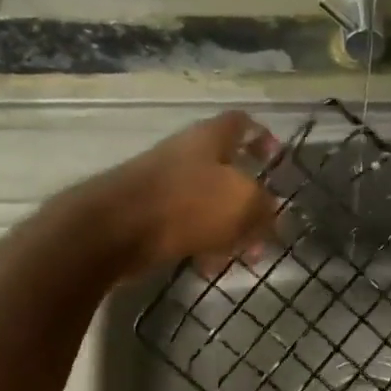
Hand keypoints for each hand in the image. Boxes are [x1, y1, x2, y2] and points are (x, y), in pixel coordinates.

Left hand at [86, 111, 280, 277]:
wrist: (114, 230)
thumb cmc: (186, 205)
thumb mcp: (243, 204)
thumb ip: (265, 207)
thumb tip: (272, 213)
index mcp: (210, 139)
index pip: (241, 124)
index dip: (262, 138)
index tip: (276, 160)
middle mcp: (186, 155)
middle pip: (227, 172)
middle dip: (250, 203)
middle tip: (266, 230)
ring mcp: (165, 185)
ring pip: (209, 204)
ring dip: (230, 229)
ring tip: (244, 257)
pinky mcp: (149, 216)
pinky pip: (187, 226)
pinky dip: (203, 244)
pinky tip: (209, 266)